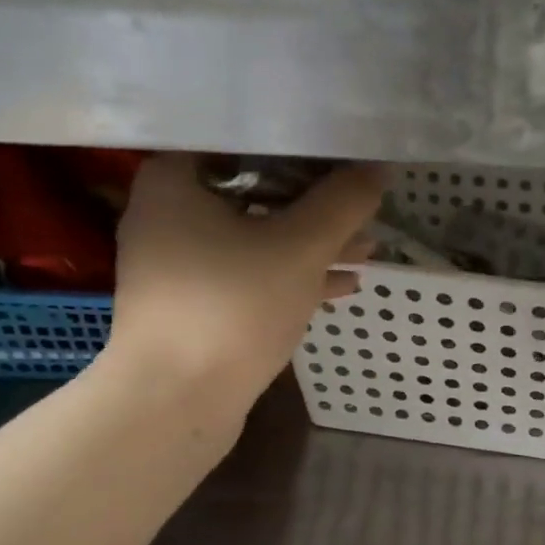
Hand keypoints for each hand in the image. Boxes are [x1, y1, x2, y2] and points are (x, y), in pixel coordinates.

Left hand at [105, 153, 384, 411]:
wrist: (175, 401)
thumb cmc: (232, 306)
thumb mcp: (300, 247)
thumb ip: (342, 203)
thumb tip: (376, 171)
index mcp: (176, 180)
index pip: (246, 142)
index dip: (302, 148)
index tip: (346, 158)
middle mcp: (168, 215)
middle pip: (255, 193)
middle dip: (316, 206)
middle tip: (362, 208)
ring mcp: (178, 265)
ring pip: (256, 239)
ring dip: (311, 245)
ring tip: (366, 250)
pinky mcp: (193, 306)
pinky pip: (248, 277)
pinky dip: (290, 277)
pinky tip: (341, 286)